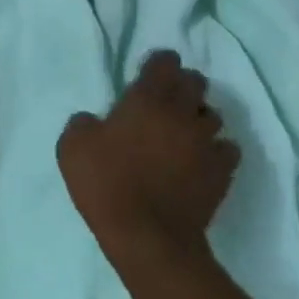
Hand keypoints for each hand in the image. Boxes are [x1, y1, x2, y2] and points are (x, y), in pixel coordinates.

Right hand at [57, 51, 239, 270]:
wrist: (147, 236)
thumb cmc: (105, 183)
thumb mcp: (72, 147)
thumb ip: (83, 123)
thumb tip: (93, 120)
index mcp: (147, 99)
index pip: (164, 62)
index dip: (158, 63)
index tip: (149, 72)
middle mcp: (182, 112)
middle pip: (195, 82)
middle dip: (182, 84)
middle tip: (166, 99)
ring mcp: (207, 142)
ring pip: (213, 115)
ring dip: (199, 116)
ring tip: (184, 130)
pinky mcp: (222, 172)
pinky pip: (226, 149)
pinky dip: (216, 149)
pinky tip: (202, 159)